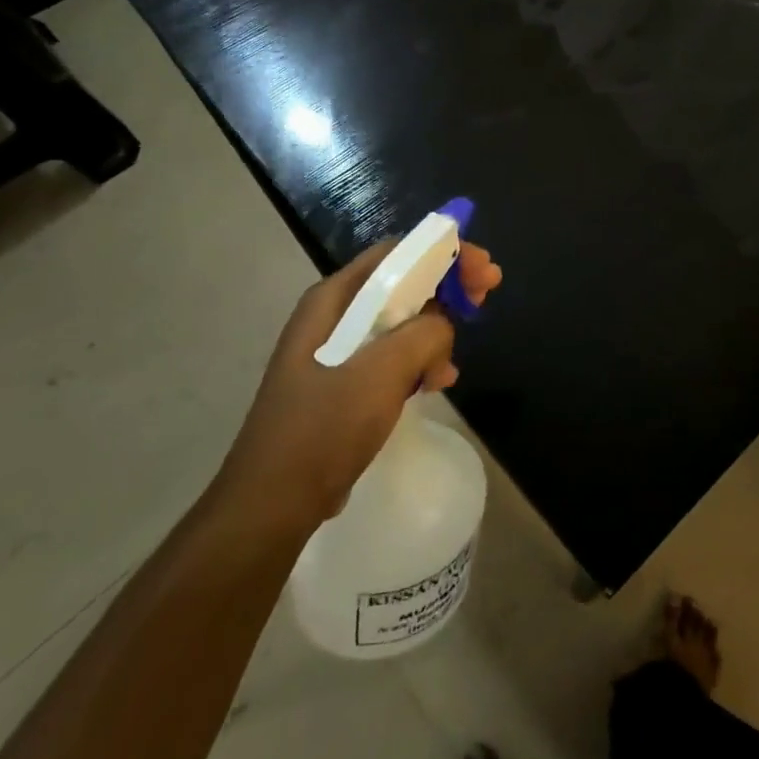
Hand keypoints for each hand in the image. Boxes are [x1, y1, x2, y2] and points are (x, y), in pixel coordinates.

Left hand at [213, 239, 503, 541]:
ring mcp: (338, 351)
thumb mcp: (381, 372)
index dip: (444, 252)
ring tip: (450, 367)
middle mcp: (334, 316)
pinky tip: (437, 384)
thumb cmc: (322, 429)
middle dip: (447, 289)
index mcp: (333, 300)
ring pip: (402, 322)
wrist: (272, 505)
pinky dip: (421, 362)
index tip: (483, 270)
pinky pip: (394, 356)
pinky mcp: (345, 383)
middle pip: (403, 283)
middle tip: (485, 298)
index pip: (397, 253)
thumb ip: (424, 334)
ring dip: (436, 334)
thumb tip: (443, 325)